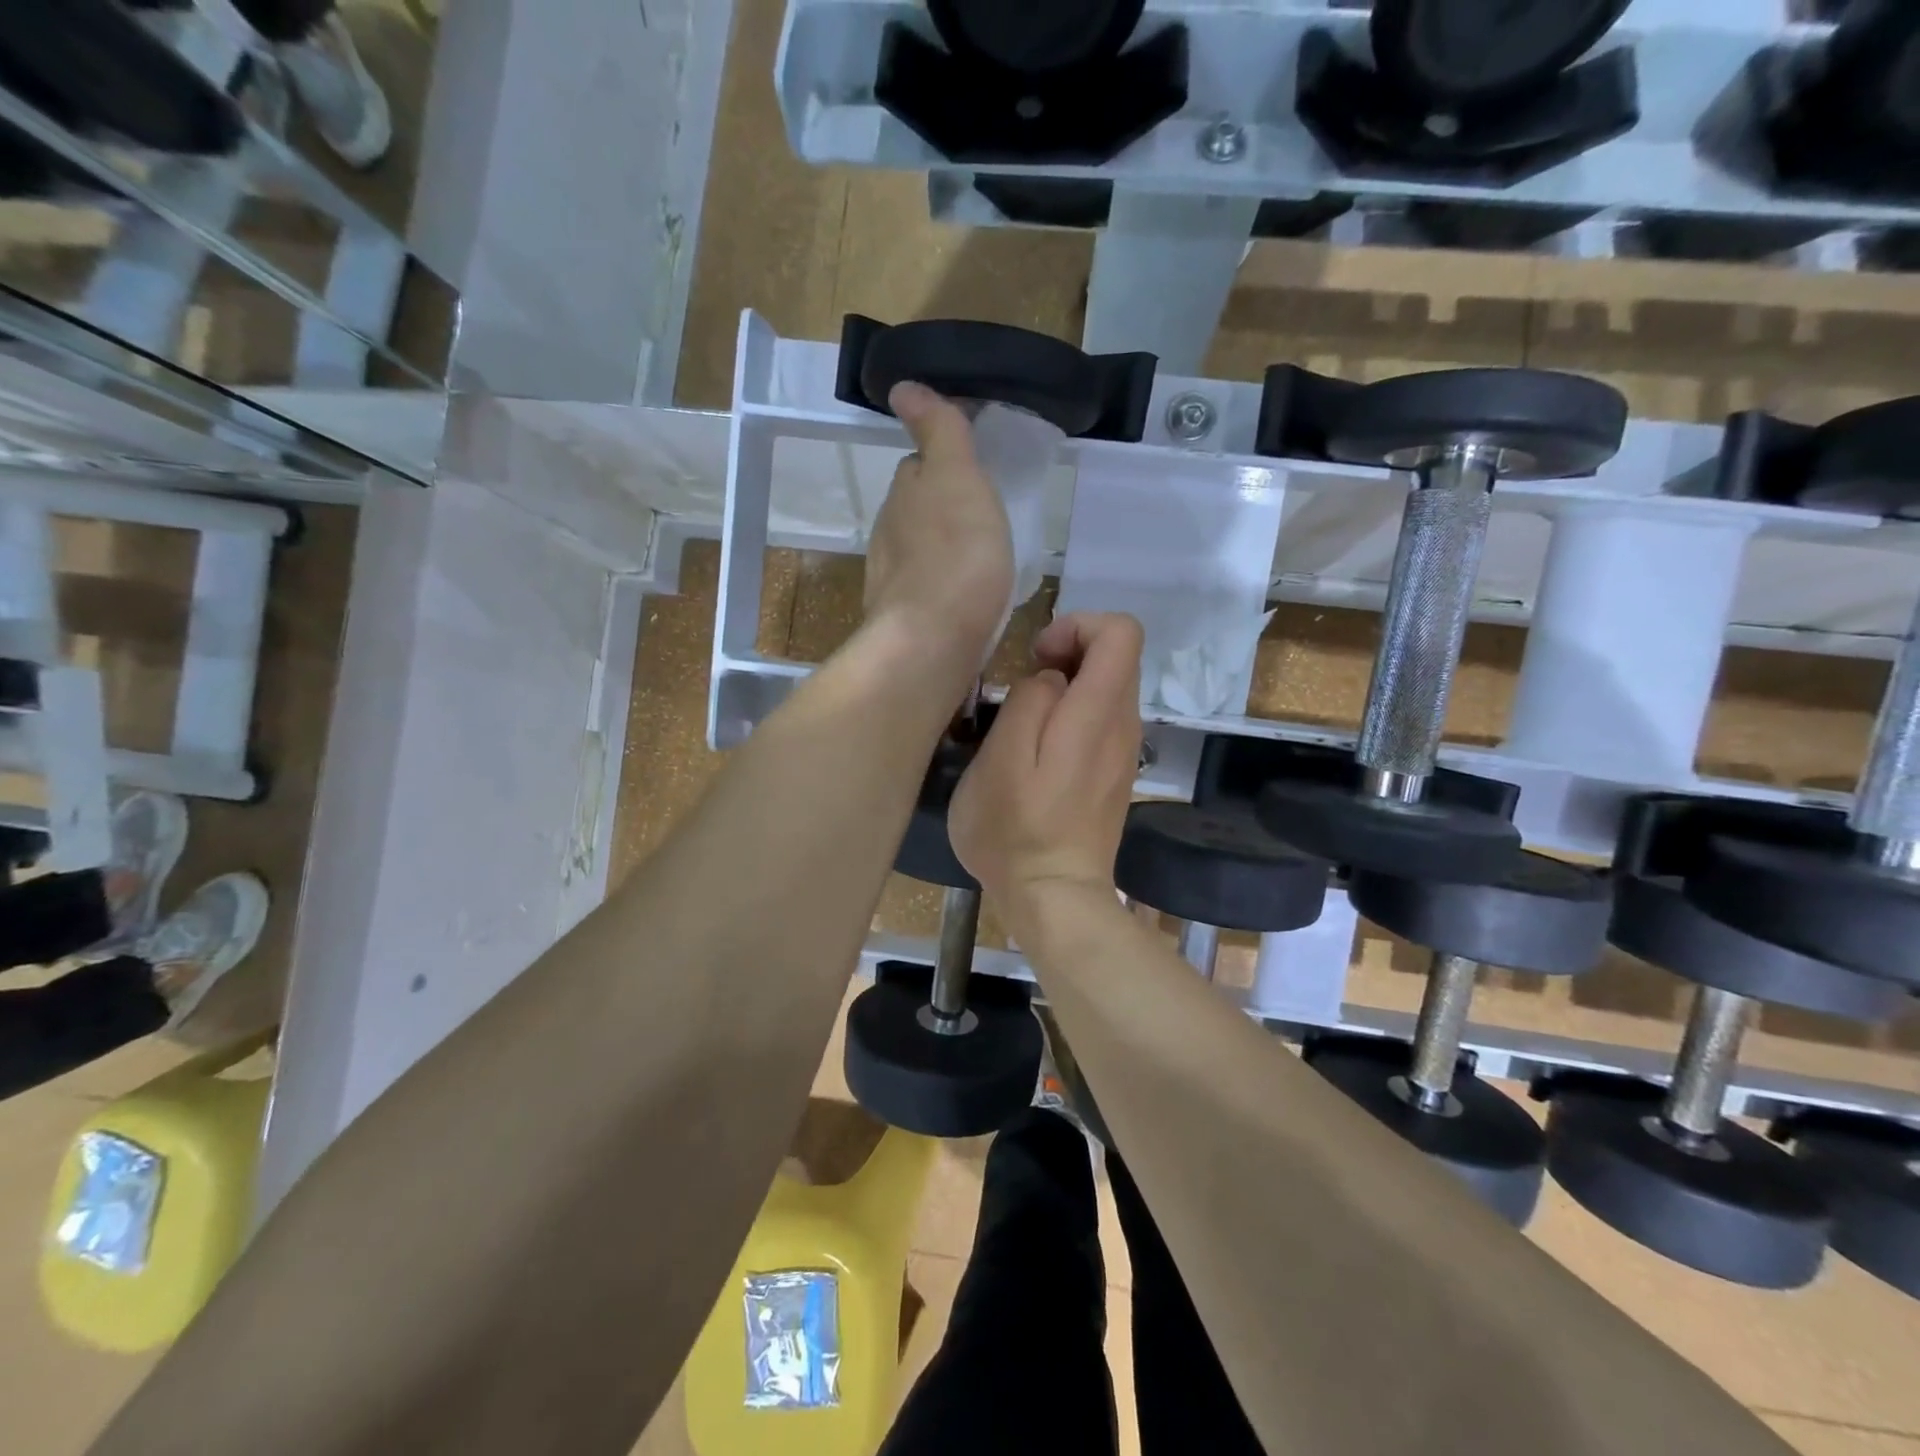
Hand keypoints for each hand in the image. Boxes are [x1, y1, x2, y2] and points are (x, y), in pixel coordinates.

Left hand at [863, 382, 1014, 665]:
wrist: (933, 641)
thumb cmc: (956, 555)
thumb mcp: (956, 477)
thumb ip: (937, 432)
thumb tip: (902, 387)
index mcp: (903, 496)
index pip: (918, 468)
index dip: (944, 466)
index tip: (974, 475)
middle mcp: (888, 535)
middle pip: (916, 511)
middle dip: (942, 510)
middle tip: (983, 519)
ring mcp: (892, 582)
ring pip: (919, 553)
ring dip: (942, 551)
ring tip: (980, 562)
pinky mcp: (903, 621)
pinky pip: (926, 592)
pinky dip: (943, 588)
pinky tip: (966, 601)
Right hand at [949, 612, 1144, 912]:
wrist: (1054, 897)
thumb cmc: (1016, 831)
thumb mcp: (1001, 759)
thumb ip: (1030, 701)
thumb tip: (1050, 680)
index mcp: (1099, 714)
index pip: (1121, 631)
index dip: (1078, 625)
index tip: (1037, 657)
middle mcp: (1124, 725)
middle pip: (1116, 655)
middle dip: (1069, 651)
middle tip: (1023, 684)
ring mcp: (1124, 751)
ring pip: (1108, 687)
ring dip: (1068, 684)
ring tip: (1025, 719)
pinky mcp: (1114, 772)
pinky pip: (1102, 719)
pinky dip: (1073, 713)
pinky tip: (1039, 749)